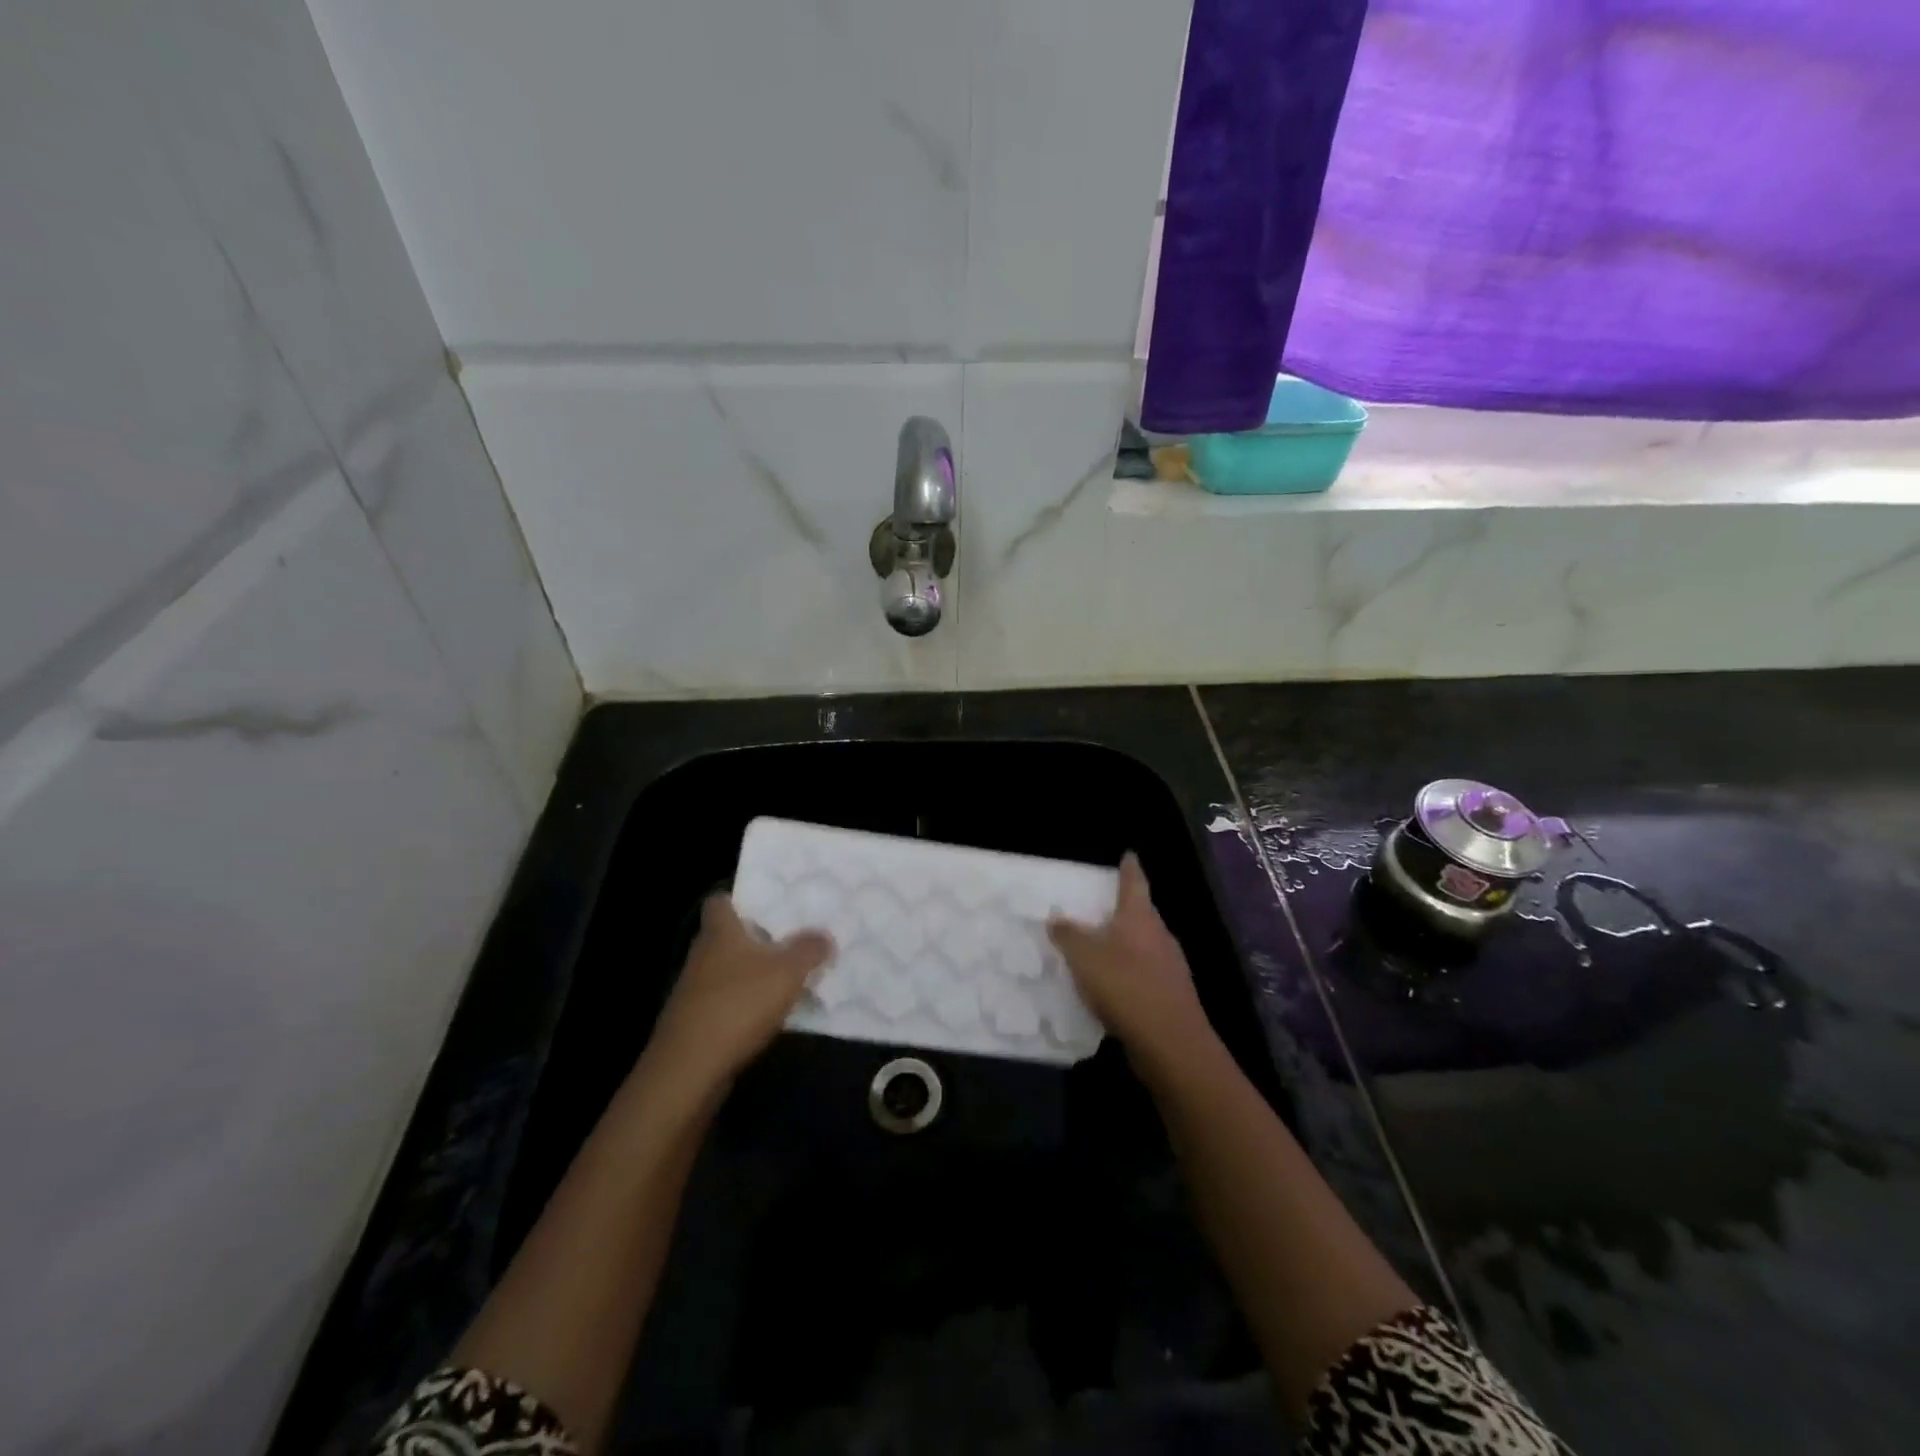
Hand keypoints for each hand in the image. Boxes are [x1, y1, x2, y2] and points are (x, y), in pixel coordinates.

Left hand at [644, 894, 832, 1091]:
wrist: (690, 1069)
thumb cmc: (739, 1004)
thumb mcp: (788, 971)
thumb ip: (809, 949)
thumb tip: (824, 935)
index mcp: (720, 932)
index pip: (719, 902)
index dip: (739, 898)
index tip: (766, 903)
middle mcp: (702, 955)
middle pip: (726, 937)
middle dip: (755, 938)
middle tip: (790, 938)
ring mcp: (694, 991)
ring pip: (727, 971)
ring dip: (752, 974)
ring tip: (787, 978)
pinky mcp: (694, 1024)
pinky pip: (725, 1002)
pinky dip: (744, 1005)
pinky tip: (769, 1015)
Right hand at [1048, 853, 1212, 1067]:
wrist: (1170, 1042)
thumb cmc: (1125, 986)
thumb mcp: (1084, 957)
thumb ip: (1068, 935)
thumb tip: (1056, 918)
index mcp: (1140, 918)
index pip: (1135, 883)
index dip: (1130, 868)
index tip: (1128, 854)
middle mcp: (1159, 936)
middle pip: (1142, 915)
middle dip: (1124, 910)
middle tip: (1102, 905)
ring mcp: (1170, 967)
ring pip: (1145, 946)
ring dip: (1125, 944)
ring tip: (1101, 946)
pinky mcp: (1170, 996)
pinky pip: (1145, 975)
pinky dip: (1129, 974)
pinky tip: (1113, 987)